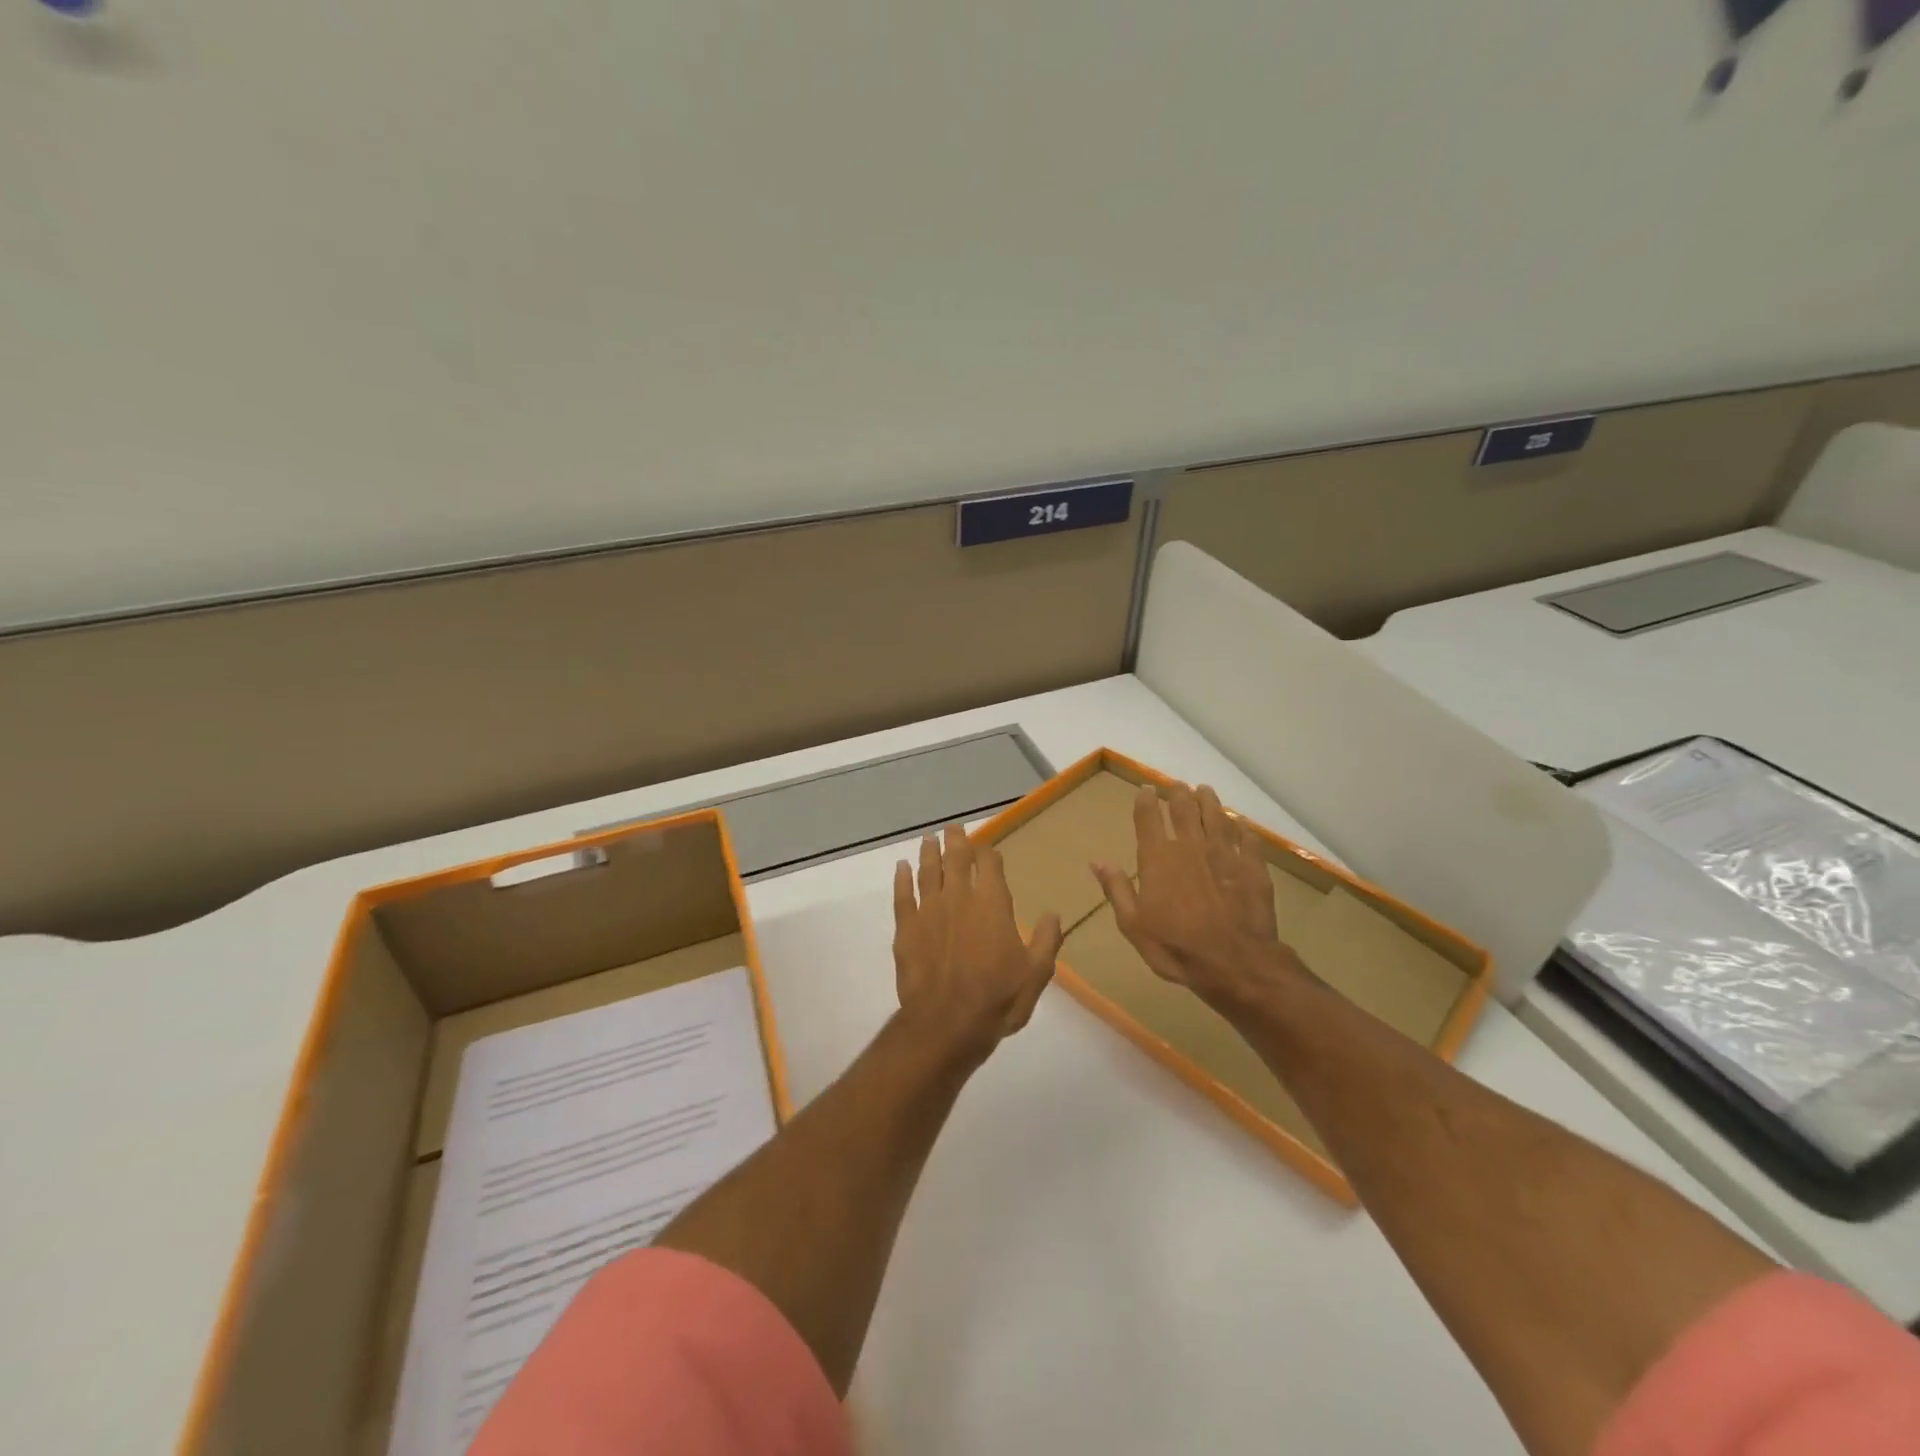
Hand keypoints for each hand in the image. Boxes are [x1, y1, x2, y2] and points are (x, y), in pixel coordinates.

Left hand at [892, 824, 1063, 1064]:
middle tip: (953, 828)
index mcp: (992, 904)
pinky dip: (901, 878)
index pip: (989, 864)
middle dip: (956, 841)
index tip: (986, 848)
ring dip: (929, 852)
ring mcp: (929, 910)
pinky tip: (900, 867)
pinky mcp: (906, 927)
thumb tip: (1053, 914)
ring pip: (928, 871)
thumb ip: (1046, 940)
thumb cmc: (998, 999)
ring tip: (929, 838)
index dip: (988, 853)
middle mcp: (959, 897)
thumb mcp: (1036, 974)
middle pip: (956, 858)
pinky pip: (902, 895)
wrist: (947, 1024)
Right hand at [1091, 783, 1306, 1011]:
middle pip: (1184, 809)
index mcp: (1157, 858)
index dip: (1146, 800)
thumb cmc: (1175, 946)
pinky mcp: (1252, 867)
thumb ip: (1116, 889)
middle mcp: (1190, 846)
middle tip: (1178, 786)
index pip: (1148, 818)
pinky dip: (1243, 828)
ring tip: (1205, 791)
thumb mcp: (1133, 924)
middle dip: (1179, 794)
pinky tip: (1242, 824)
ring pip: (1216, 817)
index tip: (1147, 789)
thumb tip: (1096, 861)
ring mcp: (1224, 853)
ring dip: (1209, 802)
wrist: (1234, 962)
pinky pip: (1247, 839)